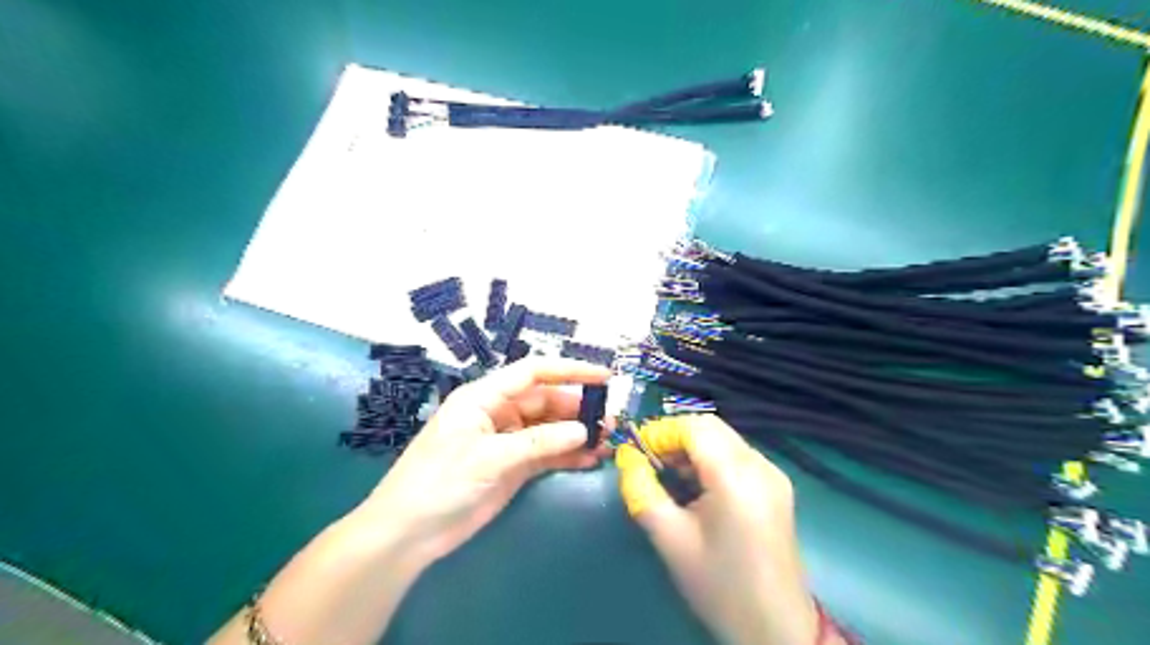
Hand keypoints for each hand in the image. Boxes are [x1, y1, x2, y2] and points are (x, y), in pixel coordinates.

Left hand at [358, 360, 609, 565]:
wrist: (408, 533)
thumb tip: (583, 430)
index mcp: (485, 397)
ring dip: (577, 433)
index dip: (569, 370)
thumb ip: (538, 442)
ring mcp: (507, 441)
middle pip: (546, 401)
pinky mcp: (512, 466)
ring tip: (607, 440)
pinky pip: (546, 454)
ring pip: (550, 428)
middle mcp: (499, 413)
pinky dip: (568, 455)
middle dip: (578, 408)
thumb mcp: (489, 457)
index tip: (603, 377)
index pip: (533, 373)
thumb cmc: (440, 482)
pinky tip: (591, 458)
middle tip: (610, 421)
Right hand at [617, 413, 822, 644]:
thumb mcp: (670, 538)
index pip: (694, 426)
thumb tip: (627, 458)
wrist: (776, 628)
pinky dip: (711, 458)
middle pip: (711, 426)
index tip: (636, 451)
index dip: (661, 431)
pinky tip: (697, 486)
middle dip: (675, 436)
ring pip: (724, 438)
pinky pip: (737, 455)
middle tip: (650, 462)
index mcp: (736, 476)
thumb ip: (641, 490)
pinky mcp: (776, 486)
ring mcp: (773, 474)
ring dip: (692, 447)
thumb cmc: (719, 585)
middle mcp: (760, 465)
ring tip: (669, 475)